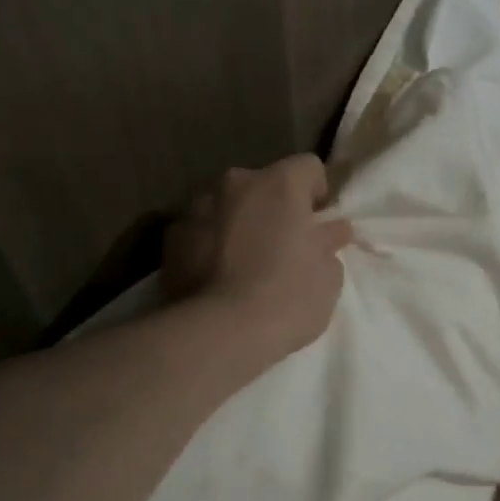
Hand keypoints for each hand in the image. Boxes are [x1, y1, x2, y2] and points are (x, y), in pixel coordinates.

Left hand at [163, 155, 354, 364]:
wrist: (217, 333)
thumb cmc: (286, 299)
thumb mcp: (328, 277)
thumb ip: (328, 245)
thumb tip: (329, 232)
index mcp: (279, 184)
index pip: (308, 167)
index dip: (317, 193)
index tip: (317, 225)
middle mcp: (235, 183)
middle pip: (263, 185)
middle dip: (273, 208)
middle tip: (282, 248)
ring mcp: (197, 207)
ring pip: (228, 207)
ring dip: (239, 224)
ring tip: (244, 266)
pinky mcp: (170, 237)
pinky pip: (200, 231)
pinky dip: (210, 245)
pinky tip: (217, 279)